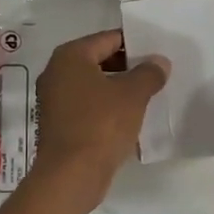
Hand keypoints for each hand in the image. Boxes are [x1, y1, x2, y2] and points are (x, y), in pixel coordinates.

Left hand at [26, 30, 168, 213]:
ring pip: (94, 86)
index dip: (136, 44)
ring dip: (118, 89)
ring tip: (148, 96)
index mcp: (70, 56)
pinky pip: (88, 107)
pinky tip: (130, 118)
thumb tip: (159, 61)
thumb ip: (149, 73)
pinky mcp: (58, 124)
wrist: (71, 175)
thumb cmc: (101, 124)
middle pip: (100, 60)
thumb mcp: (133, 95)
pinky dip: (107, 108)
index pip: (109, 39)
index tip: (158, 54)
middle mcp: (56, 73)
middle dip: (128, 67)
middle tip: (157, 74)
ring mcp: (54, 100)